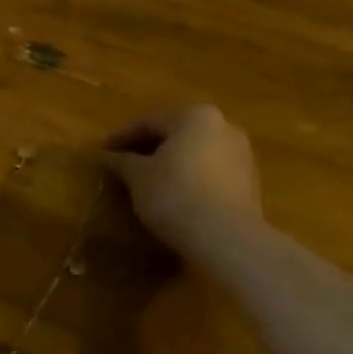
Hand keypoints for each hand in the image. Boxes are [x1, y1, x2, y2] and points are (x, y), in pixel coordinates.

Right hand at [101, 104, 264, 256]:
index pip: (148, 122)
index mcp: (194, 116)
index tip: (103, 152)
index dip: (121, 137)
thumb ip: (122, 161)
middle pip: (176, 133)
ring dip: (170, 162)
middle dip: (148, 147)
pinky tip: (174, 193)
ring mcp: (242, 154)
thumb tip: (108, 156)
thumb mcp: (138, 176)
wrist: (226, 237)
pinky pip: (210, 171)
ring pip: (195, 152)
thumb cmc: (174, 194)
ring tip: (147, 180)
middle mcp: (223, 126)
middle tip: (123, 163)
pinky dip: (189, 176)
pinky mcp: (249, 181)